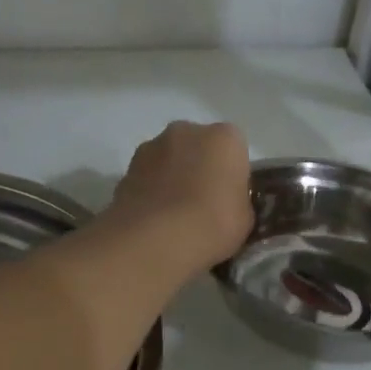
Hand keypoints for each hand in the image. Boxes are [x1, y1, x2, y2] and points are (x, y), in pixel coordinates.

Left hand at [106, 122, 252, 270]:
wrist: (156, 239)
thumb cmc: (213, 223)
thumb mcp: (245, 218)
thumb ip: (237, 201)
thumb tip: (228, 203)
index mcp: (225, 137)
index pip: (234, 149)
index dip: (232, 174)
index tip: (229, 198)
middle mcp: (187, 131)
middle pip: (198, 147)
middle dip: (199, 168)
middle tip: (202, 204)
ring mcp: (151, 146)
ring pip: (168, 159)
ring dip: (171, 177)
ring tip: (173, 215)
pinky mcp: (125, 169)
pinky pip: (146, 178)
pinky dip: (150, 192)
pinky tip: (153, 220)